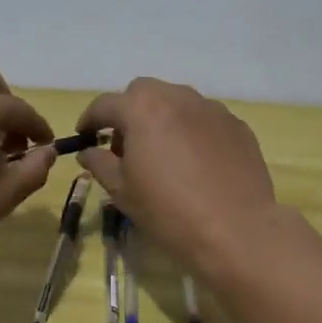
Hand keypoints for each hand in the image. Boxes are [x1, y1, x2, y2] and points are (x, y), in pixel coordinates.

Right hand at [75, 77, 278, 270]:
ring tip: (163, 153)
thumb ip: (100, 163)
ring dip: (162, 118)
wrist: (236, 230)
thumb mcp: (122, 191)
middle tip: (126, 146)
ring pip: (177, 101)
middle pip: (143, 92)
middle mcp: (177, 97)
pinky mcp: (237, 125)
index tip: (85, 136)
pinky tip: (196, 162)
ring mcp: (211, 108)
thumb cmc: (169, 211)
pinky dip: (192, 130)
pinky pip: (205, 119)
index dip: (90, 119)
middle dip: (129, 112)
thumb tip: (88, 151)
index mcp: (142, 109)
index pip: (105, 104)